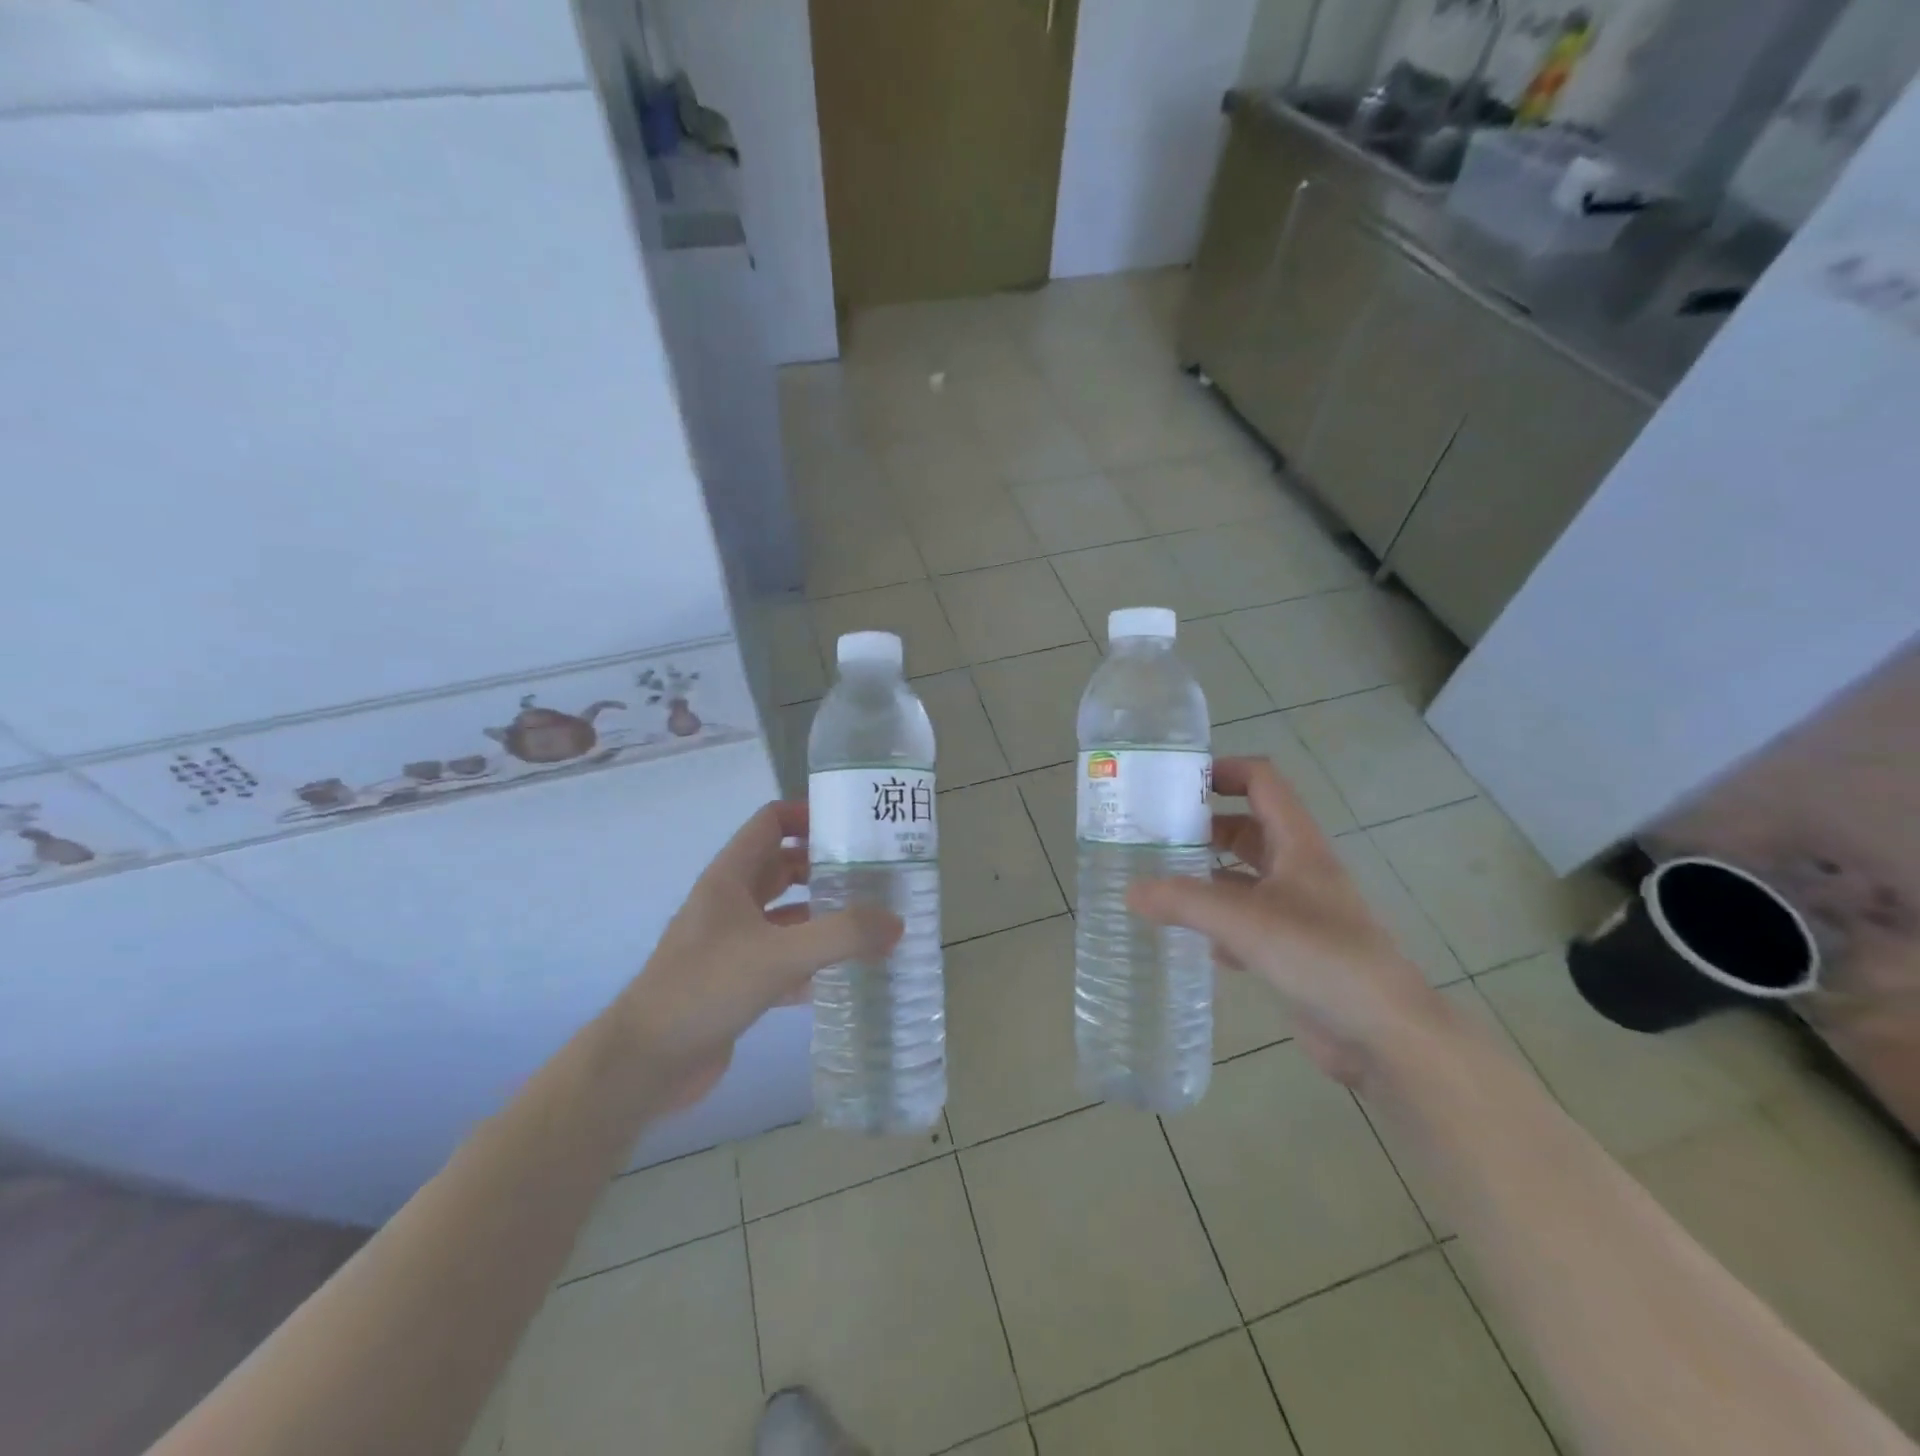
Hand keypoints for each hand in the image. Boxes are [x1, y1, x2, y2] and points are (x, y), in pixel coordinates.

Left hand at [617, 801, 901, 1106]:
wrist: (645, 1063)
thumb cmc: (706, 988)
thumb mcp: (779, 954)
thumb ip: (841, 935)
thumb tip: (897, 922)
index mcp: (731, 877)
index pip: (771, 822)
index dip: (809, 816)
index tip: (854, 828)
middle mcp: (730, 902)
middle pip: (783, 867)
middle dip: (825, 868)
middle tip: (873, 877)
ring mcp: (731, 943)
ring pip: (785, 915)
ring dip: (822, 916)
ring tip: (869, 923)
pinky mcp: (736, 982)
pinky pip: (782, 959)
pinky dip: (811, 962)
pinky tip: (843, 975)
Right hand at [1128, 756, 1443, 1086]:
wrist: (1384, 1034)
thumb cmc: (1321, 957)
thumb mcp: (1245, 920)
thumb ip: (1184, 901)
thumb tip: (1130, 891)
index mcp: (1298, 844)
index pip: (1262, 782)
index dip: (1223, 771)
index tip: (1175, 782)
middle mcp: (1298, 870)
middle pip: (1247, 829)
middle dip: (1203, 827)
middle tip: (1154, 836)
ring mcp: (1298, 912)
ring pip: (1244, 879)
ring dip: (1207, 878)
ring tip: (1159, 884)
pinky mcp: (1293, 951)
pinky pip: (1247, 924)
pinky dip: (1219, 926)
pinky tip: (1194, 942)